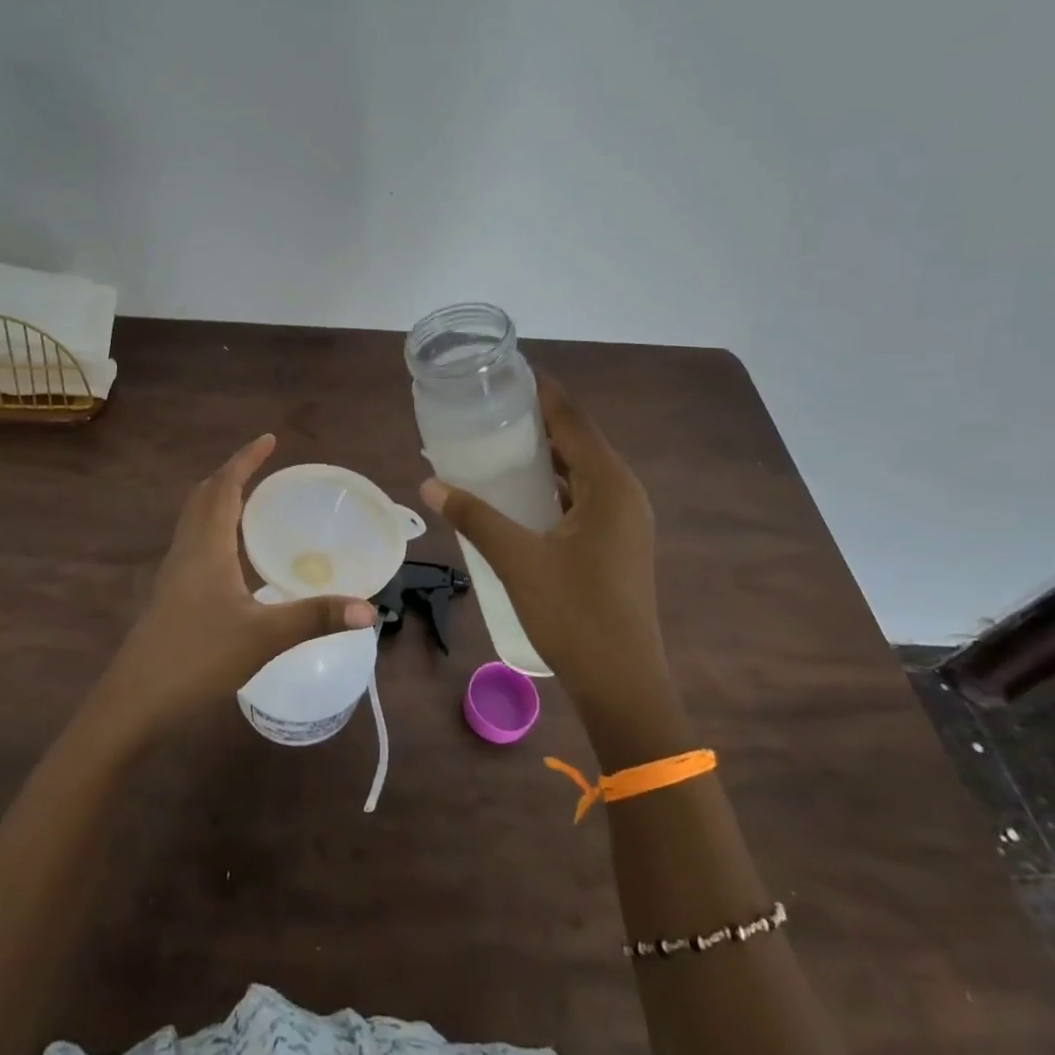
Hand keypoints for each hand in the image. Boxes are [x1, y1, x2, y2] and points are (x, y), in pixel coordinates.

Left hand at [99, 434, 378, 737]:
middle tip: (262, 467)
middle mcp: (186, 550)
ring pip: (194, 519)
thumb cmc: (197, 658)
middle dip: (232, 474)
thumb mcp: (264, 637)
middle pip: (204, 496)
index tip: (269, 439)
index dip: (245, 460)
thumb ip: (316, 618)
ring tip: (251, 501)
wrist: (135, 702)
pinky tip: (233, 556)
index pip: (224, 487)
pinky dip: (214, 528)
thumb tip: (368, 610)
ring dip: (219, 499)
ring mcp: (174, 573)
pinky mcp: (170, 595)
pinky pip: (194, 542)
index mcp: (206, 546)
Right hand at [421, 376, 678, 756]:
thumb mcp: (517, 560)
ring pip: (580, 471)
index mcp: (609, 485)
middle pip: (578, 441)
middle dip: (537, 421)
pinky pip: (582, 497)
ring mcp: (624, 520)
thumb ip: (474, 517)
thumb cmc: (574, 614)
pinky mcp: (616, 543)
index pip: (573, 420)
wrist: (622, 684)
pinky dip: (551, 486)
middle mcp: (623, 493)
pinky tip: (518, 493)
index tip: (507, 371)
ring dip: (544, 455)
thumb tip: (430, 485)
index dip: (542, 392)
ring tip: (497, 442)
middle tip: (490, 406)